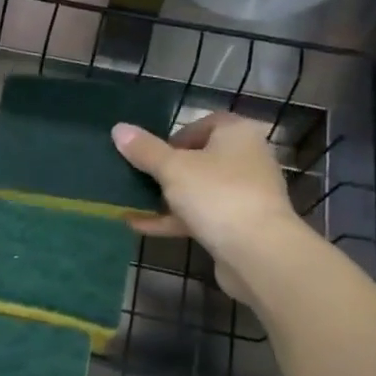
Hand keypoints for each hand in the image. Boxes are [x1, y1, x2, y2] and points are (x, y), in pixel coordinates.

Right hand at [112, 113, 306, 301]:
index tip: (151, 152)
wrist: (257, 251)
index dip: (176, 135)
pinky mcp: (237, 224)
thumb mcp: (173, 168)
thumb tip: (119, 129)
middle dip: (166, 169)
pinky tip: (140, 226)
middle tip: (138, 178)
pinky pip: (200, 215)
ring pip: (198, 190)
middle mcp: (246, 159)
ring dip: (166, 197)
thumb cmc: (216, 194)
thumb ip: (145, 150)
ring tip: (132, 203)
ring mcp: (244, 194)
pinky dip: (173, 219)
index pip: (206, 124)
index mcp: (237, 135)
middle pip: (200, 158)